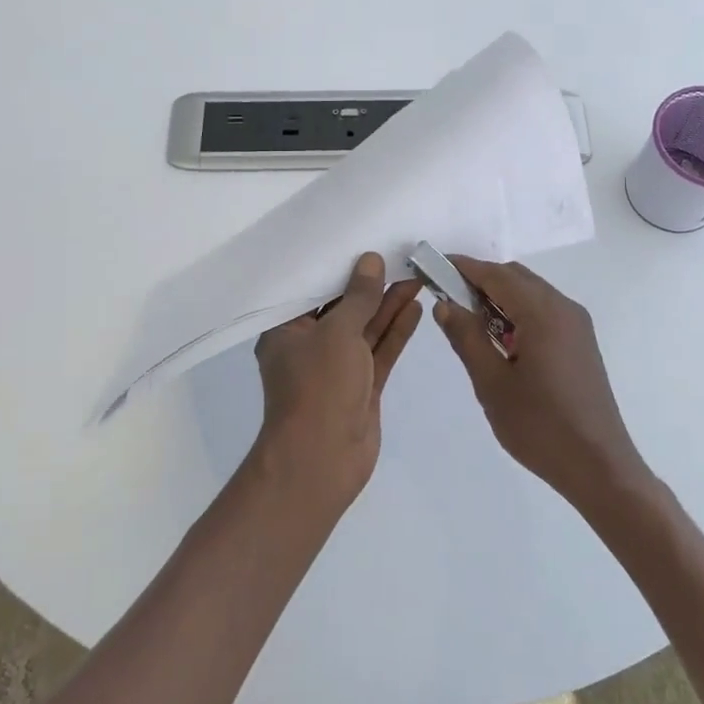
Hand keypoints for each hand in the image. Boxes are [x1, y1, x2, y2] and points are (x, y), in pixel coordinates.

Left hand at [252, 253, 422, 506]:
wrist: (323, 460)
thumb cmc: (319, 387)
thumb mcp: (338, 333)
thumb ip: (359, 297)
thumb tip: (371, 261)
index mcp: (287, 330)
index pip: (311, 290)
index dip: (338, 267)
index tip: (362, 243)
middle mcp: (310, 345)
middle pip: (343, 308)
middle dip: (370, 285)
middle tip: (399, 256)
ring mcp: (338, 367)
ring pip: (365, 329)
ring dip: (388, 305)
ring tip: (416, 275)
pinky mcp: (361, 386)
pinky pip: (379, 351)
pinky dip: (396, 331)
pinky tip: (415, 307)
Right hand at [433, 257, 652, 514]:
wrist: (599, 467)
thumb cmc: (540, 426)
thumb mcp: (492, 383)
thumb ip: (466, 337)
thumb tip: (444, 304)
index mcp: (542, 313)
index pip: (496, 275)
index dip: (463, 267)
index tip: (432, 267)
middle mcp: (564, 308)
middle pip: (515, 278)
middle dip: (480, 281)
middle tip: (446, 299)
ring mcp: (577, 325)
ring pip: (531, 293)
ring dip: (499, 297)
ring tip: (468, 322)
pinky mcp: (581, 342)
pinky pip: (544, 311)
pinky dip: (518, 312)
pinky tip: (500, 340)